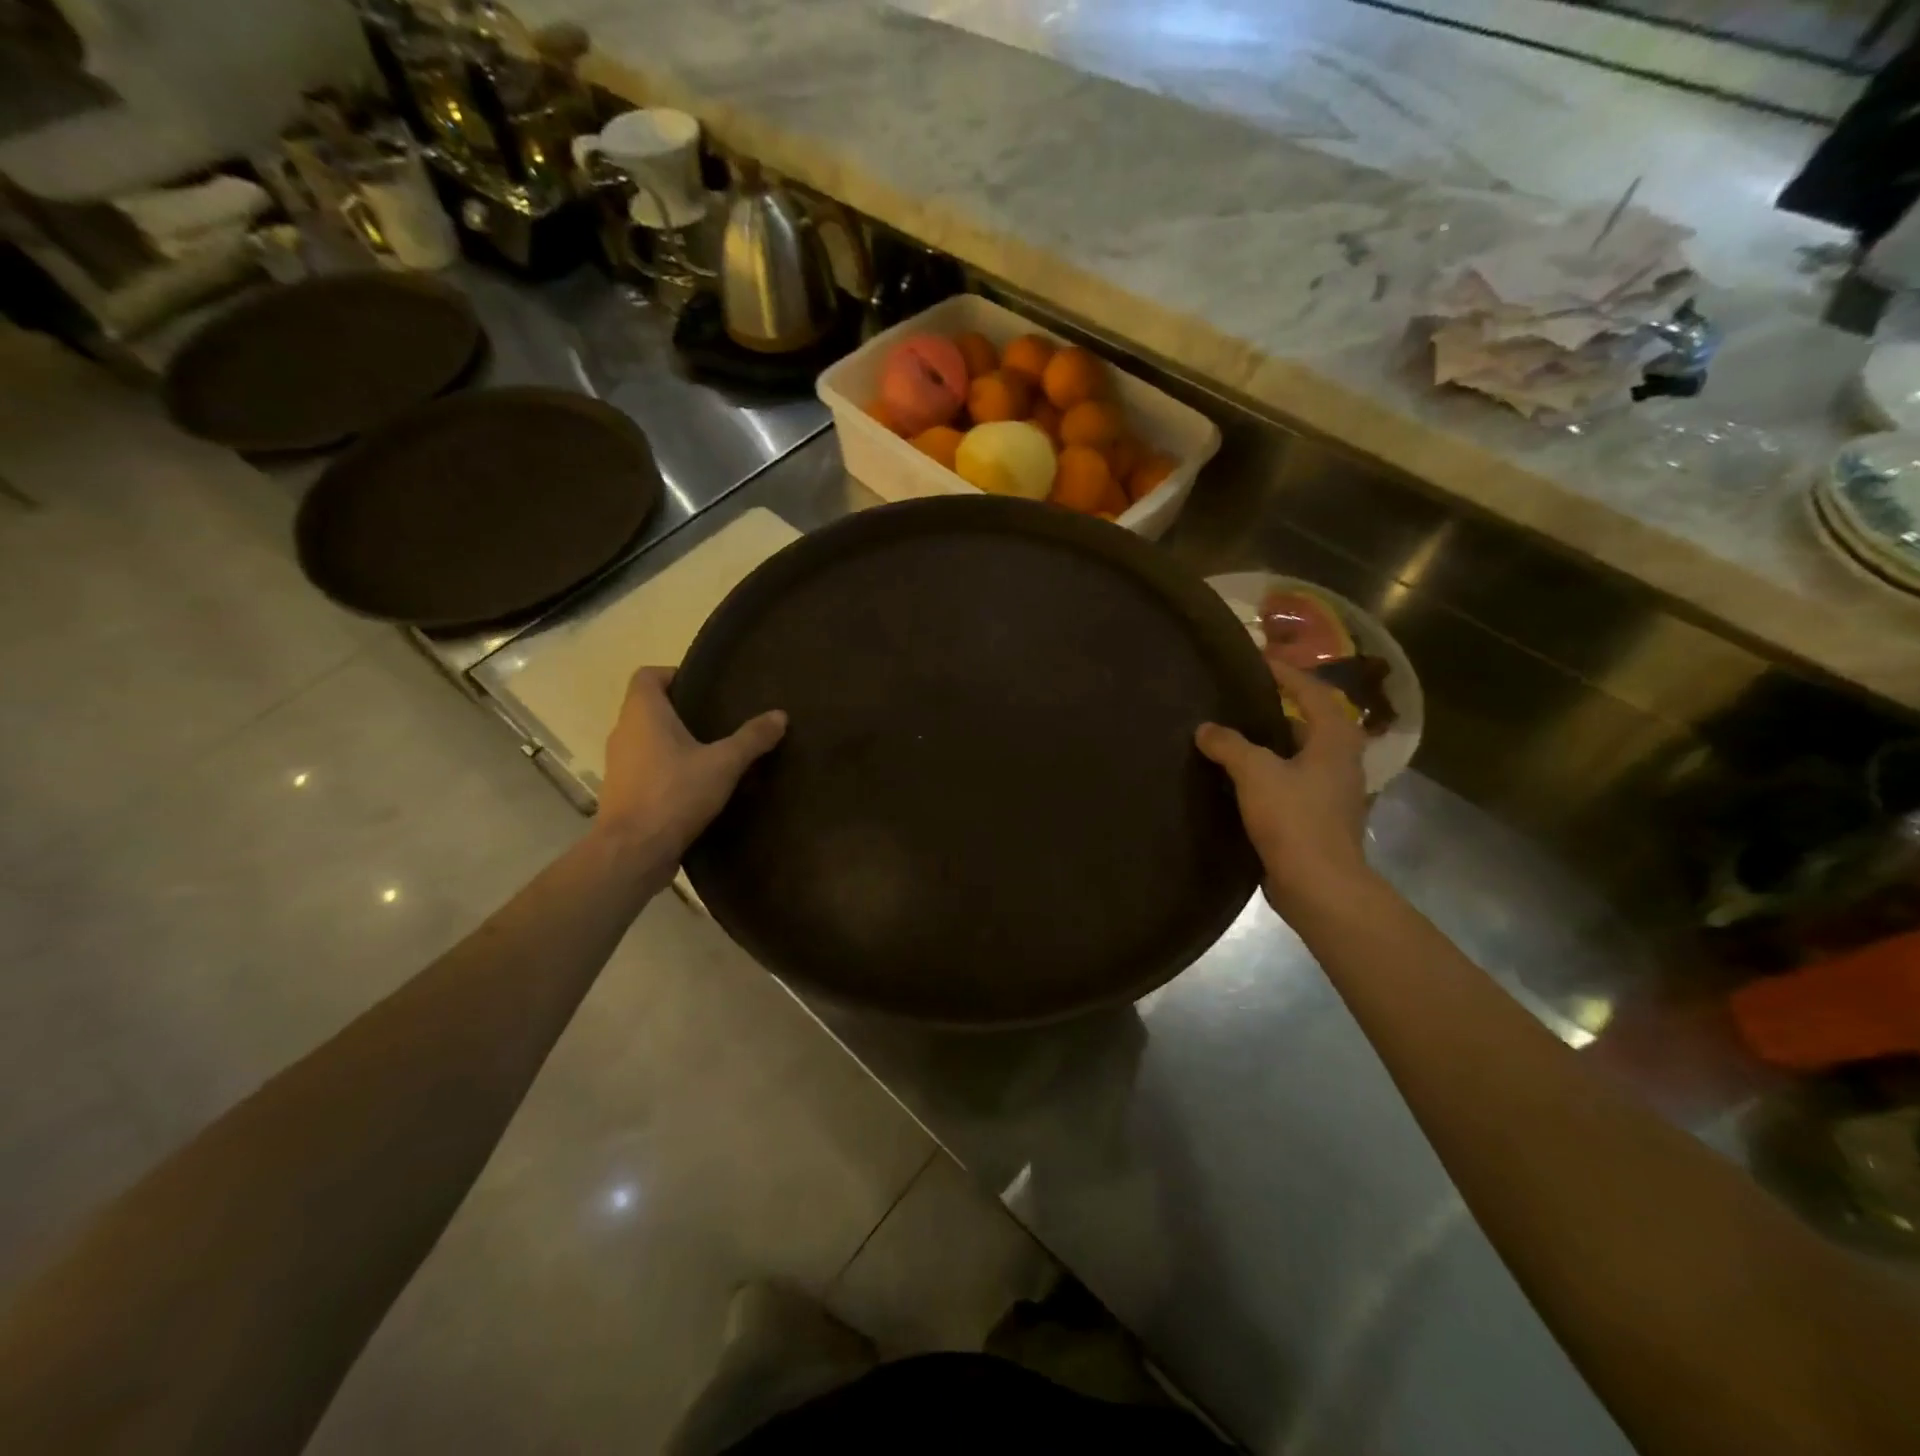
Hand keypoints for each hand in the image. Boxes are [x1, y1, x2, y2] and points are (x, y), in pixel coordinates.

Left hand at [595, 666, 786, 853]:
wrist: (633, 852)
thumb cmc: (674, 794)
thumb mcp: (723, 764)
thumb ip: (751, 738)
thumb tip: (780, 715)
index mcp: (643, 713)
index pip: (647, 675)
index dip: (673, 674)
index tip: (704, 688)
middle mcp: (623, 731)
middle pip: (649, 707)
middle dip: (681, 710)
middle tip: (718, 719)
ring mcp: (618, 763)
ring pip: (647, 739)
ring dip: (674, 741)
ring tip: (711, 752)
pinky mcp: (622, 792)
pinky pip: (646, 767)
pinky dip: (666, 768)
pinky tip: (696, 784)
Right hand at [1196, 657, 1372, 915]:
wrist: (1319, 885)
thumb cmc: (1295, 819)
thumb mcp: (1256, 773)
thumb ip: (1229, 744)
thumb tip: (1206, 728)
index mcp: (1335, 739)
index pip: (1311, 691)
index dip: (1285, 673)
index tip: (1257, 660)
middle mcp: (1340, 760)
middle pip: (1306, 722)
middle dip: (1273, 709)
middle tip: (1236, 699)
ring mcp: (1332, 791)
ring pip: (1296, 755)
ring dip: (1267, 745)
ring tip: (1229, 736)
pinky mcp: (1318, 817)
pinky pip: (1290, 782)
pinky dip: (1266, 773)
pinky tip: (1236, 777)